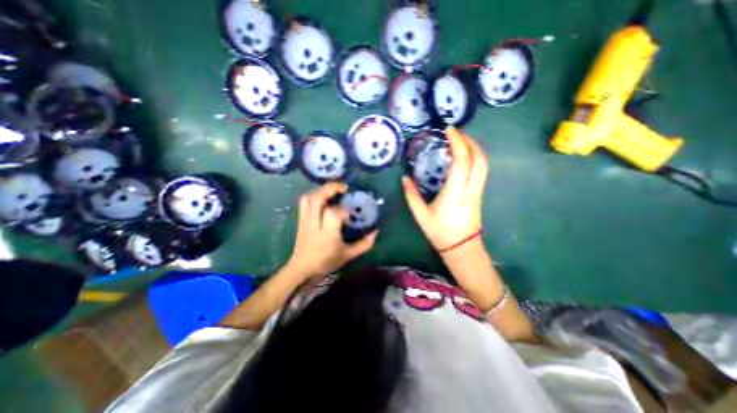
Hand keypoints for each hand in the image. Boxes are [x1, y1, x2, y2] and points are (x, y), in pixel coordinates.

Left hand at [285, 182, 376, 281]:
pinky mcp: (300, 219)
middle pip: (317, 199)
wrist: (302, 268)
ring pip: (309, 198)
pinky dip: (315, 194)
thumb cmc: (326, 262)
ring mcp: (305, 220)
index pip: (333, 214)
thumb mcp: (348, 255)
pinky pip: (304, 201)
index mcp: (327, 234)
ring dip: (322, 190)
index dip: (343, 210)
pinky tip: (324, 197)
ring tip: (334, 190)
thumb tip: (375, 231)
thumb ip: (364, 244)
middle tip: (344, 188)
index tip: (350, 215)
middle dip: (331, 188)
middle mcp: (314, 224)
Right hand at [402, 125, 487, 249]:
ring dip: (475, 148)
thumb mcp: (421, 215)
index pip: (461, 161)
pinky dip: (475, 158)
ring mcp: (478, 191)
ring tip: (462, 141)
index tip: (449, 130)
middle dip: (469, 141)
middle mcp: (470, 188)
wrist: (461, 248)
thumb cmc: (440, 232)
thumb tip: (404, 179)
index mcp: (455, 192)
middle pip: (478, 158)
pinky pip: (482, 170)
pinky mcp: (479, 194)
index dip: (457, 142)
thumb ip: (411, 196)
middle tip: (456, 132)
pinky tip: (465, 157)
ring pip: (484, 164)